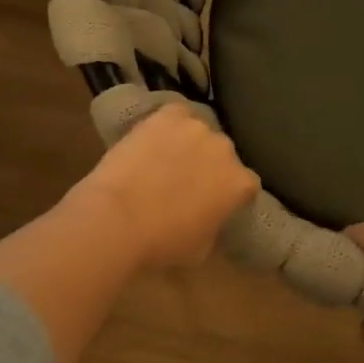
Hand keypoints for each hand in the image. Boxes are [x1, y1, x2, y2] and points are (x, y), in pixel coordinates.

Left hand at [69, 104, 260, 268]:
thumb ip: (215, 225)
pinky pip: (176, 115)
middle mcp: (226, 150)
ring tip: (164, 159)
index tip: (214, 203)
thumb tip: (210, 217)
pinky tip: (154, 138)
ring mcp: (197, 128)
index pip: (246, 184)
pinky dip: (169, 124)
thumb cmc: (161, 243)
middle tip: (186, 183)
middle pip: (223, 155)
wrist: (118, 219)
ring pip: (199, 132)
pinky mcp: (168, 115)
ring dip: (189, 144)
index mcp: (240, 184)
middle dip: (210, 166)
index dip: (229, 193)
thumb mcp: (202, 248)